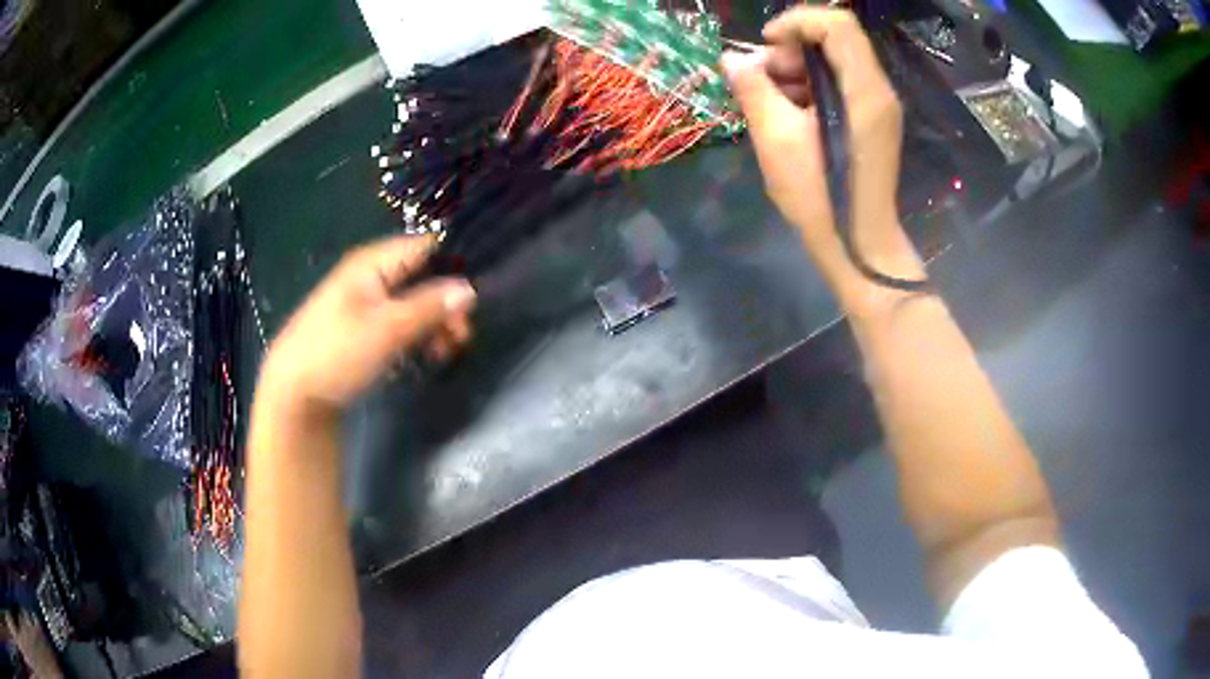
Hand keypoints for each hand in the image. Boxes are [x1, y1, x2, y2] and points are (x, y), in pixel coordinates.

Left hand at [258, 235, 475, 414]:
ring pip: (413, 302)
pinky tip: (426, 356)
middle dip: (446, 303)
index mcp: (373, 263)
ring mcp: (365, 302)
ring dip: (434, 324)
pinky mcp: (363, 328)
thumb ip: (429, 307)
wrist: (293, 393)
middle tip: (462, 337)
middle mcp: (371, 275)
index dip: (454, 265)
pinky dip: (417, 335)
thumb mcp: (387, 329)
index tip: (474, 298)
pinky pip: (400, 322)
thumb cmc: (337, 352)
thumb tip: (470, 289)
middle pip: (422, 276)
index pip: (425, 246)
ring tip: (445, 352)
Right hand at [722, 7, 923, 300]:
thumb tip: (733, 59)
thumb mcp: (776, 139)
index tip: (766, 45)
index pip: (836, 24)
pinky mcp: (872, 122)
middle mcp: (878, 90)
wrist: (858, 245)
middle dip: (791, 51)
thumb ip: (753, 89)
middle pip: (834, 40)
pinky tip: (790, 116)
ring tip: (771, 103)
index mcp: (862, 90)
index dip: (796, 21)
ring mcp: (878, 107)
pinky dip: (810, 90)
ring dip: (796, 72)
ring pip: (835, 63)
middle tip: (763, 82)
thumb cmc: (820, 197)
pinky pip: (840, 86)